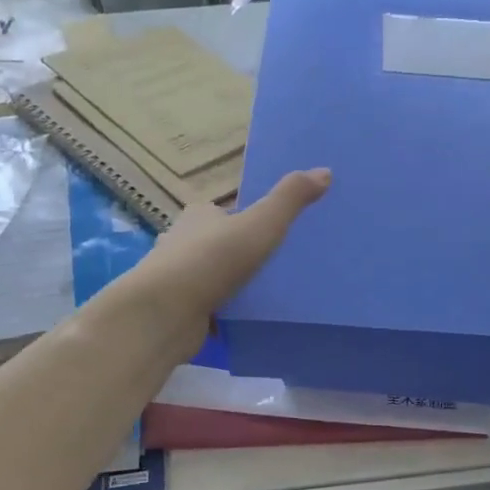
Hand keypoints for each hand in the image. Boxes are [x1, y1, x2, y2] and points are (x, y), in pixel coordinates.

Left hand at [125, 169, 331, 336]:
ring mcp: (178, 279)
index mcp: (199, 216)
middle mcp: (183, 242)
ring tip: (270, 294)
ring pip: (214, 277)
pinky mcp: (179, 310)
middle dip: (242, 254)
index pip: (226, 212)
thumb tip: (324, 170)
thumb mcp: (261, 224)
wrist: (165, 313)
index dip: (248, 220)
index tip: (274, 233)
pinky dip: (225, 312)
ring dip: (234, 285)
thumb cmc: (211, 260)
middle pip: (220, 244)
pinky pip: (210, 308)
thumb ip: (290, 199)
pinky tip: (248, 319)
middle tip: (278, 266)